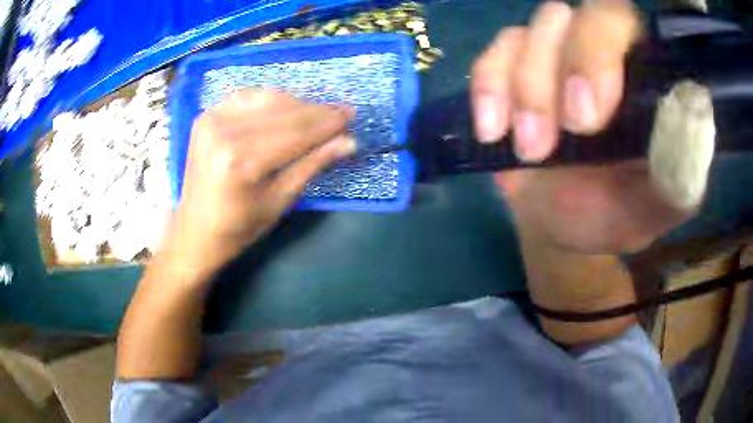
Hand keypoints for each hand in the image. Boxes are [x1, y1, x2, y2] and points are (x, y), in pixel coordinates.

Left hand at [171, 90, 354, 273]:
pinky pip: (248, 96)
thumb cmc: (239, 226)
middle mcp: (224, 132)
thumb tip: (348, 141)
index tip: (351, 116)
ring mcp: (212, 119)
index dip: (327, 122)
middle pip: (284, 111)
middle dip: (317, 112)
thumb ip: (313, 165)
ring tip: (317, 115)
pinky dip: (271, 100)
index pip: (296, 131)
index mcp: (242, 161)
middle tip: (341, 113)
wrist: (195, 230)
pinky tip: (285, 109)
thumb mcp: (280, 201)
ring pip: (268, 98)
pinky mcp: (206, 115)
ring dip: (297, 104)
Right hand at [471, 1, 691, 253]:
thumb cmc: (612, 212)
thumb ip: (678, 177)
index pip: (621, 22)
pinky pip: (491, 58)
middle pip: (568, 16)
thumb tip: (689, 128)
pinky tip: (493, 132)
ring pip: (526, 34)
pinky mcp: (510, 71)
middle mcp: (593, 50)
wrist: (558, 222)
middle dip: (557, 69)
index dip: (600, 50)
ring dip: (525, 90)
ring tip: (531, 150)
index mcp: (638, 73)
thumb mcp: (653, 208)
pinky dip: (488, 90)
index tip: (588, 118)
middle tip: (557, 134)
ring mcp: (548, 55)